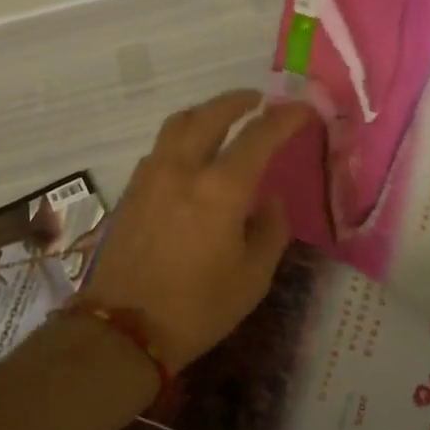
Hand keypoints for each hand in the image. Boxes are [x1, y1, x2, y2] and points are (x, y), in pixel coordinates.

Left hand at [82, 90, 314, 369]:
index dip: (286, 118)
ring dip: (205, 113)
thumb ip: (269, 230)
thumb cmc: (197, 308)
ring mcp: (151, 176)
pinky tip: (191, 157)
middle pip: (210, 114)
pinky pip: (160, 148)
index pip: (259, 136)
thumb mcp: (252, 277)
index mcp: (220, 188)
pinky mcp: (132, 191)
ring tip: (223, 120)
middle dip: (237, 101)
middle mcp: (183, 169)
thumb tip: (269, 201)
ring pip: (178, 125)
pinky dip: (182, 138)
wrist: (125, 330)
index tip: (304, 110)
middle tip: (257, 100)